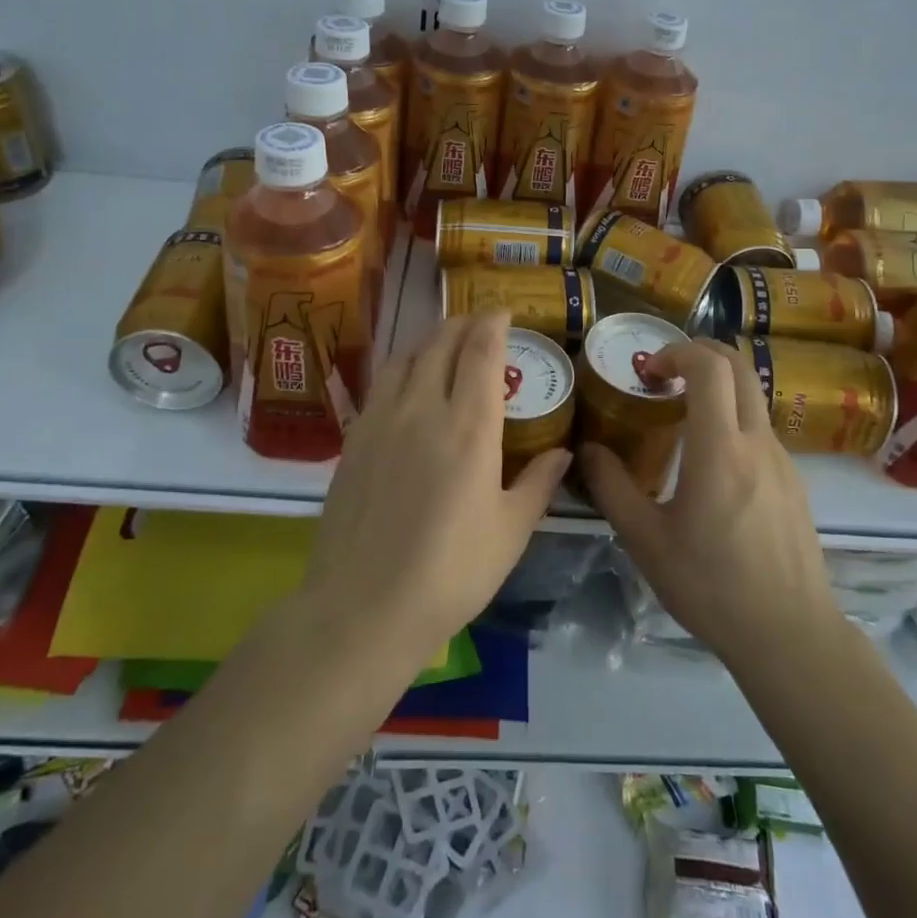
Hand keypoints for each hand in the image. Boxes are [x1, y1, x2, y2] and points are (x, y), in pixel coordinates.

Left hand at [304, 311, 571, 662]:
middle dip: (463, 323)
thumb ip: (538, 484)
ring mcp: (382, 419)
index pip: (481, 350)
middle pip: (441, 342)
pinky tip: (409, 387)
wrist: (362, 607)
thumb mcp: (510, 533)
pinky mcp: (354, 438)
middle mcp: (424, 408)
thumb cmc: (450, 573)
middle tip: (480, 325)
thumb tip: (562, 453)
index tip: (504, 311)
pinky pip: (382, 383)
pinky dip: (403, 367)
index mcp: (470, 427)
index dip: (493, 322)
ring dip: (430, 341)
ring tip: (445, 348)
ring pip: (407, 356)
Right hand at [580, 339, 838, 669]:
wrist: (789, 635)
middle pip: (739, 366)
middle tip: (665, 373)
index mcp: (719, 449)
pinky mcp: (794, 481)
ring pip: (752, 397)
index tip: (648, 371)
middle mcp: (757, 442)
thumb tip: (587, 450)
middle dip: (700, 352)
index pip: (709, 367)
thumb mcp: (646, 541)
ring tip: (680, 419)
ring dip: (718, 387)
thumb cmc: (711, 586)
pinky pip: (761, 430)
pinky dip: (733, 420)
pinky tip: (711, 465)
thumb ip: (612, 488)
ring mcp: (783, 460)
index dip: (677, 351)